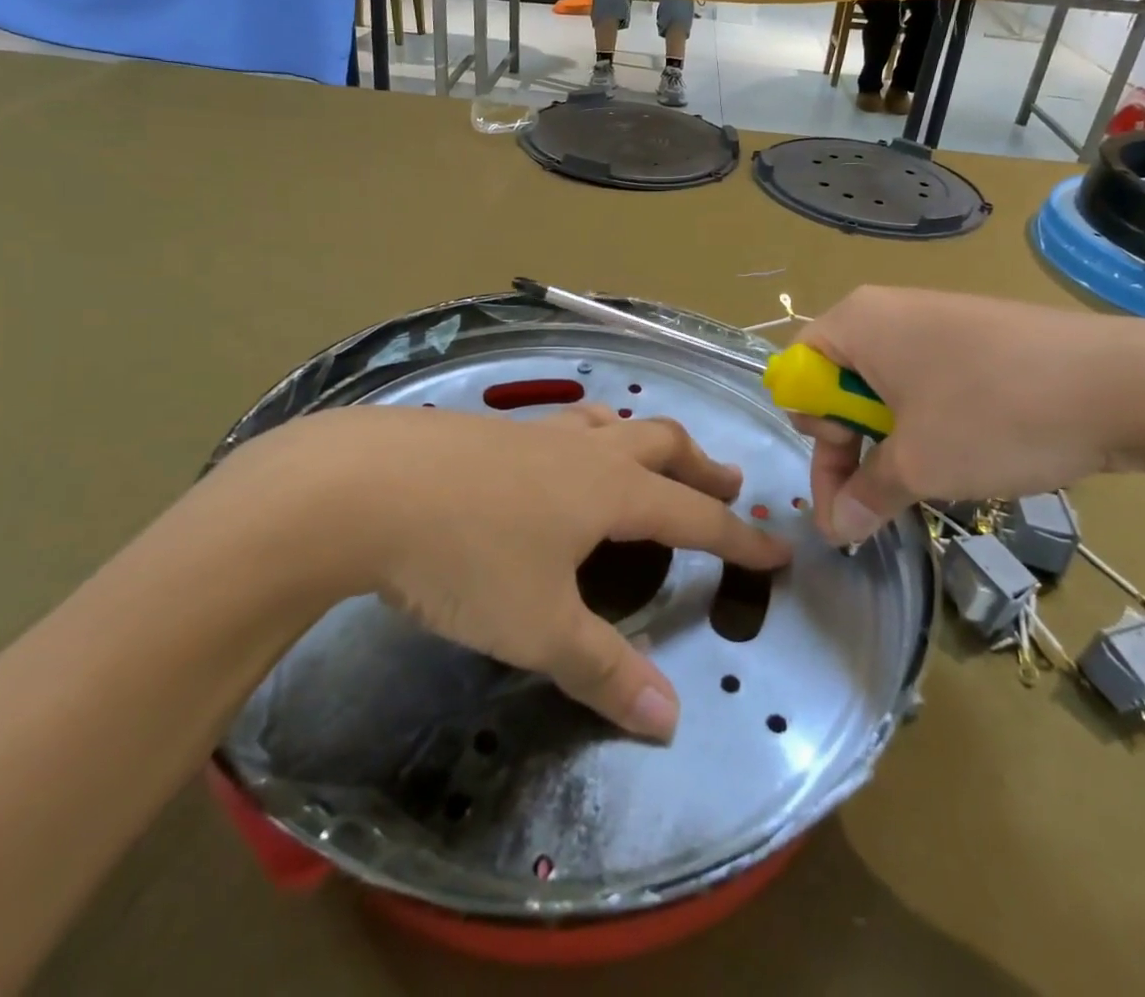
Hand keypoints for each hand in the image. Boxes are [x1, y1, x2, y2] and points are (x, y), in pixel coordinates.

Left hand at [205, 404, 790, 741]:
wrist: (365, 486)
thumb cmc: (465, 556)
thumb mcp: (537, 626)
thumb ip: (603, 670)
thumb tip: (670, 721)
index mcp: (610, 490)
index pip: (696, 515)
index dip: (741, 536)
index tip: (779, 548)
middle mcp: (583, 451)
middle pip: (662, 444)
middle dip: (702, 465)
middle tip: (727, 482)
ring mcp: (535, 433)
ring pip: (612, 423)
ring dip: (645, 440)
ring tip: (652, 458)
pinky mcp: (492, 431)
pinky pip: (564, 425)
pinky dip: (590, 436)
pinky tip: (561, 457)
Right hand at [792, 287, 1144, 544]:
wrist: (1125, 384)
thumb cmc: (994, 415)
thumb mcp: (917, 465)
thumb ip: (864, 495)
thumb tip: (838, 529)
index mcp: (855, 323)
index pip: (797, 376)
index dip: (813, 433)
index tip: (846, 480)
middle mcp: (886, 311)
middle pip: (838, 383)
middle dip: (850, 446)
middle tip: (881, 496)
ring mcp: (936, 321)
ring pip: (884, 388)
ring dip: (889, 442)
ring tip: (926, 481)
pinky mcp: (977, 337)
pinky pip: (926, 381)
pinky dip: (927, 423)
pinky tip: (961, 454)